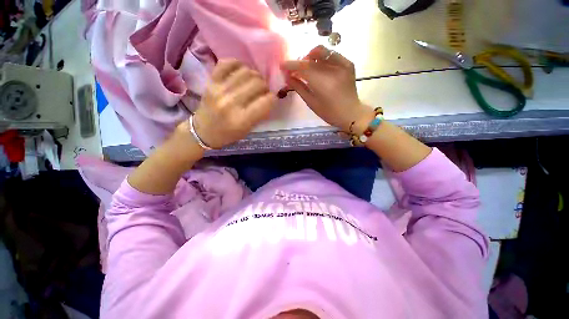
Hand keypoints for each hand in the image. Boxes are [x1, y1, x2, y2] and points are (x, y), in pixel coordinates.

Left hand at [192, 59, 275, 148]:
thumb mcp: (248, 130)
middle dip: (265, 86)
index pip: (266, 101)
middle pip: (257, 83)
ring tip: (254, 82)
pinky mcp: (211, 81)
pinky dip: (237, 64)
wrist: (203, 131)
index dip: (273, 98)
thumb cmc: (228, 134)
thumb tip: (270, 97)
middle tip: (263, 90)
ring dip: (255, 75)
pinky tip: (241, 72)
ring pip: (246, 71)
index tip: (272, 99)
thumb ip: (260, 114)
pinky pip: (227, 63)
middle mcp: (231, 103)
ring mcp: (219, 90)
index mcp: (242, 120)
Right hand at [281, 46, 373, 133]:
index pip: (304, 67)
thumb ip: (299, 88)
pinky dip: (322, 57)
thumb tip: (288, 77)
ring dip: (310, 57)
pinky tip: (318, 65)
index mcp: (323, 83)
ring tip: (306, 67)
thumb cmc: (330, 113)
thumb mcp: (312, 103)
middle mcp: (334, 70)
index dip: (291, 65)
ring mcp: (343, 64)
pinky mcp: (348, 63)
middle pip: (311, 58)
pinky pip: (332, 54)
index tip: (282, 65)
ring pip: (322, 51)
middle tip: (294, 69)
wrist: (351, 113)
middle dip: (300, 61)